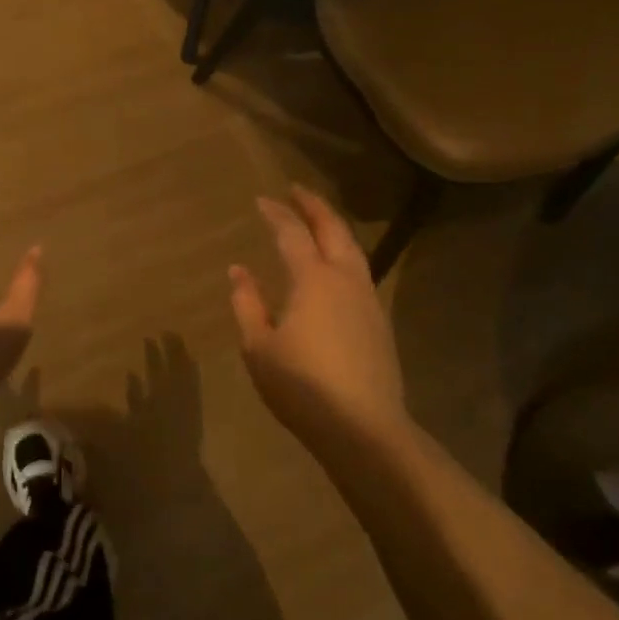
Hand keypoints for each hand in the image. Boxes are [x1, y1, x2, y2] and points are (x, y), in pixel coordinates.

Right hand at [228, 186, 406, 438]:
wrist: (365, 429)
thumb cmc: (302, 387)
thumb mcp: (259, 347)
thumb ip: (248, 304)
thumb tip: (239, 271)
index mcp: (313, 280)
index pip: (292, 233)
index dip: (276, 213)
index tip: (261, 200)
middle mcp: (344, 279)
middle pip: (333, 230)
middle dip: (314, 206)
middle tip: (297, 190)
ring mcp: (367, 299)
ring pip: (352, 249)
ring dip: (333, 227)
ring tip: (317, 220)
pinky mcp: (378, 321)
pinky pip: (359, 270)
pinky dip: (343, 253)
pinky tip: (333, 266)